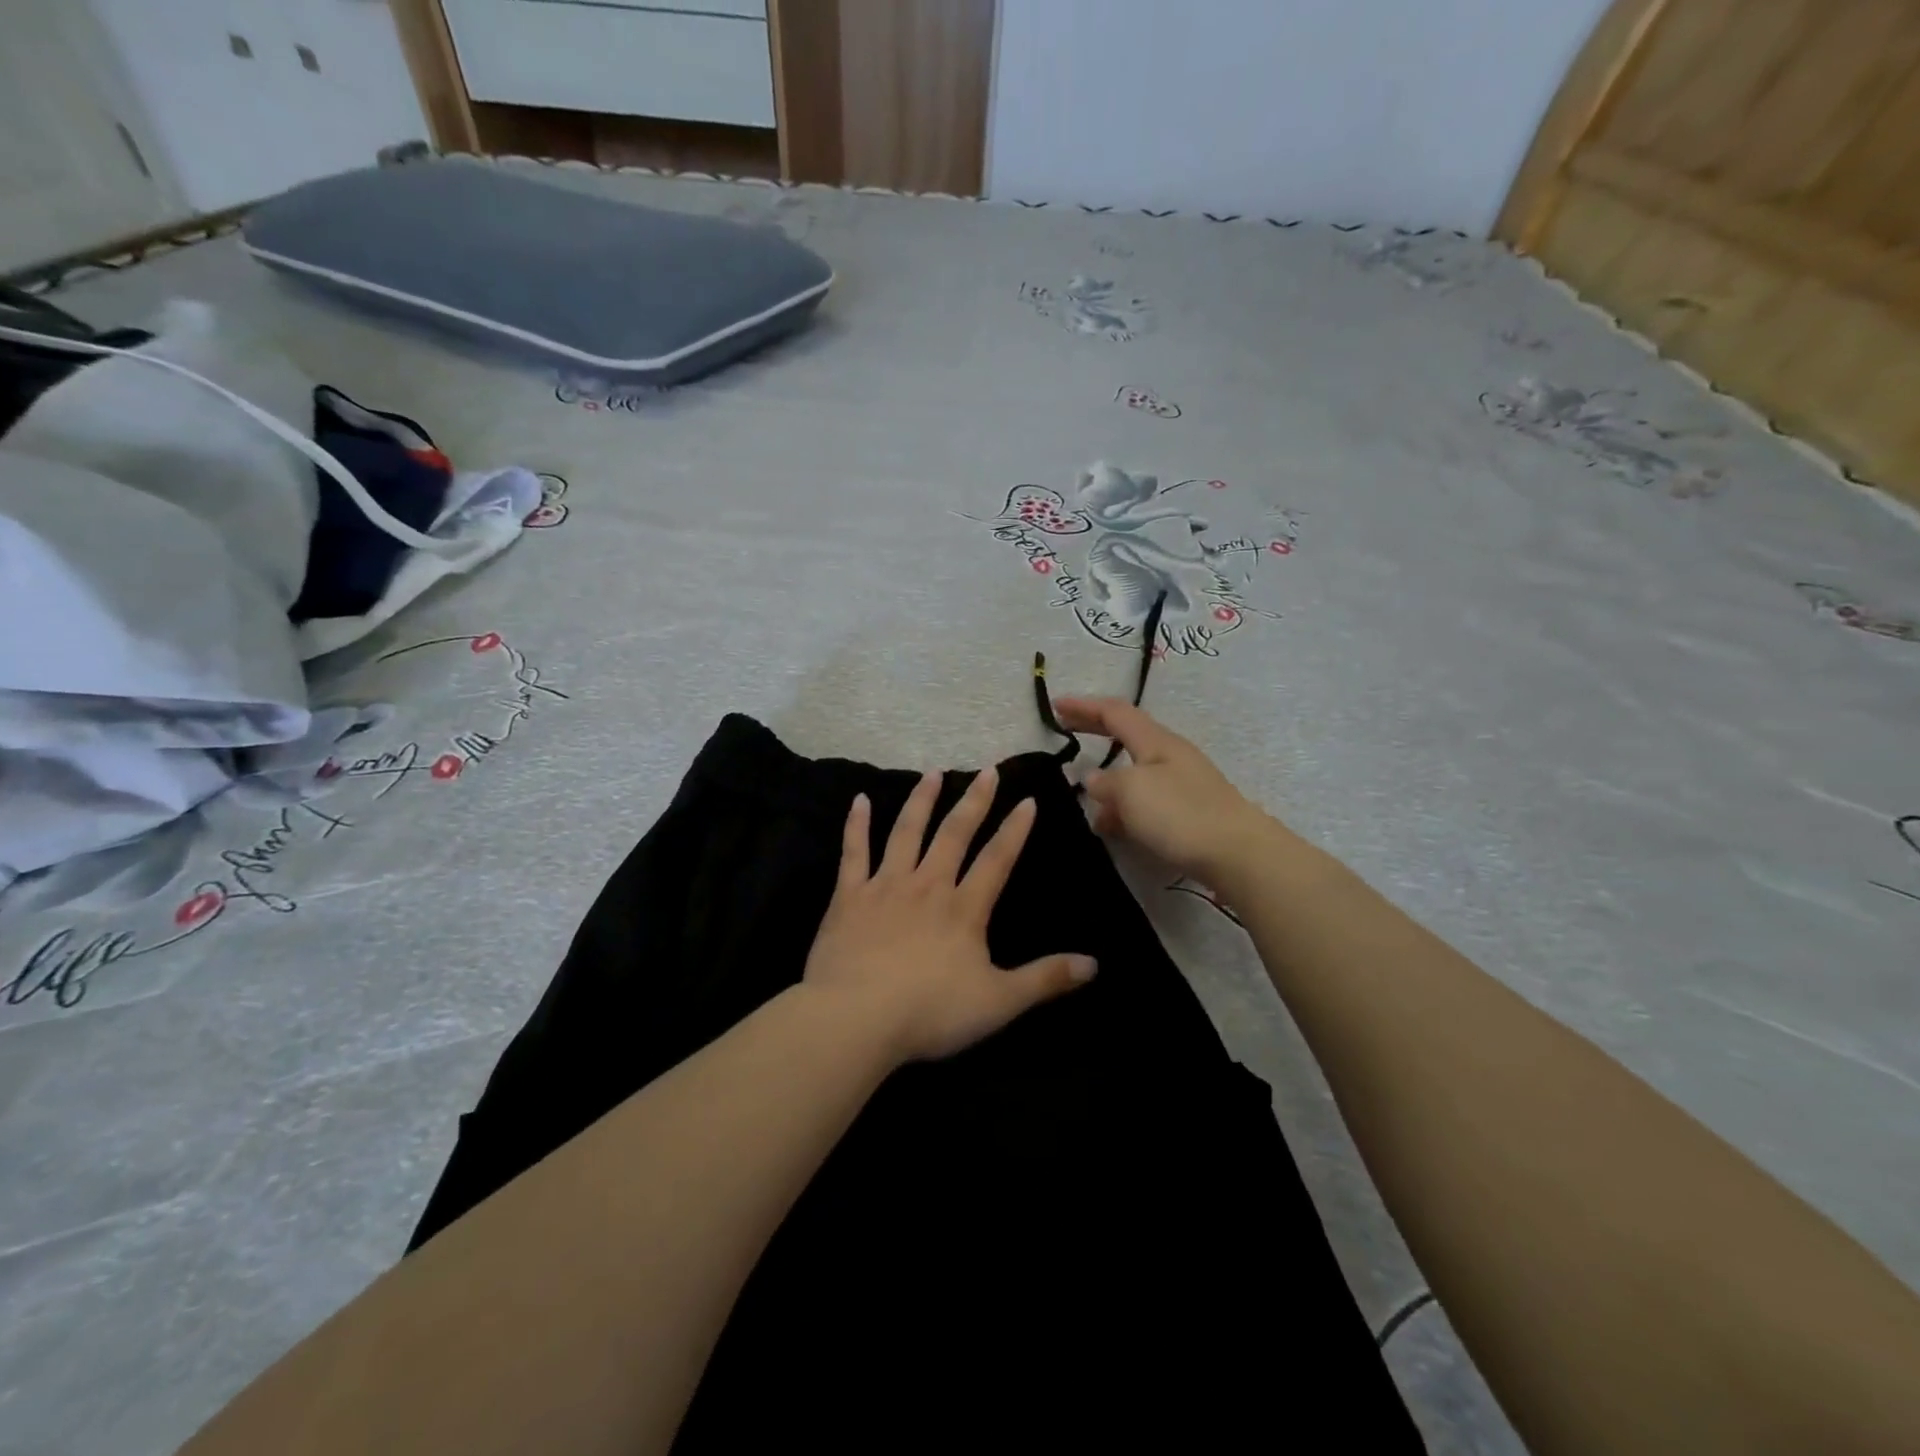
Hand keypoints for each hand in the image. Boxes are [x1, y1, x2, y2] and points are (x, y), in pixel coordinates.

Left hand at [802, 767, 1097, 1063]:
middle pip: (954, 834)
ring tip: (934, 773)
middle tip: (987, 771)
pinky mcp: (849, 896)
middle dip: (974, 801)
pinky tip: (860, 800)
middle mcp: (928, 885)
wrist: (856, 1018)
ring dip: (922, 800)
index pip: (997, 860)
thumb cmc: (930, 1012)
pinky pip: (854, 852)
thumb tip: (1094, 964)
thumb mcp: (998, 1002)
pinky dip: (857, 824)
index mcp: (964, 909)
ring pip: (907, 832)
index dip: (1015, 830)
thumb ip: (1045, 979)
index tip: (1028, 800)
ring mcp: (886, 886)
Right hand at [1053, 697, 1276, 880]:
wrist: (1238, 854)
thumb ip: (1105, 783)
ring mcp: (1181, 785)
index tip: (1055, 704)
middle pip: (1126, 735)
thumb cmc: (1181, 814)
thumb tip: (1094, 779)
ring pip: (1134, 772)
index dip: (1083, 706)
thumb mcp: (1131, 791)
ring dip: (1106, 779)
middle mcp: (1169, 756)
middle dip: (1094, 729)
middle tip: (1065, 727)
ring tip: (1083, 797)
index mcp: (1156, 741)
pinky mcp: (1187, 813)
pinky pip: (1144, 801)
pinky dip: (1122, 807)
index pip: (1114, 712)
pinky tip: (1112, 828)